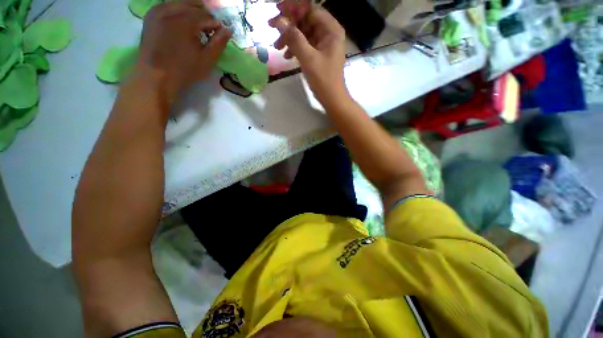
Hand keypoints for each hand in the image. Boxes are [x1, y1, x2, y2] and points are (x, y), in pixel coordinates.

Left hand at [134, 1, 231, 102]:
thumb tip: (228, 30)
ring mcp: (158, 11)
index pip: (207, 15)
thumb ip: (219, 43)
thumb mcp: (207, 60)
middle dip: (204, 15)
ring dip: (191, 11)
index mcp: (186, 21)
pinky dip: (177, 10)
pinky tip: (181, 22)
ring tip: (196, 26)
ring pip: (180, 2)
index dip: (216, 25)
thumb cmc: (185, 70)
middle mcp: (171, 10)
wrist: (156, 76)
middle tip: (208, 29)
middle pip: (193, 4)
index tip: (219, 35)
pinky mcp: (151, 16)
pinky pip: (168, 5)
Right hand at [269, 2, 348, 107]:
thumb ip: (294, 38)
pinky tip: (287, 55)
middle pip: (306, 19)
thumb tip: (279, 21)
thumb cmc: (323, 80)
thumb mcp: (308, 58)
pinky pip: (305, 44)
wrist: (332, 99)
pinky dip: (295, 47)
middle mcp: (329, 32)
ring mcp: (324, 43)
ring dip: (290, 37)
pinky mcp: (319, 53)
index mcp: (331, 29)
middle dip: (289, 24)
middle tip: (272, 28)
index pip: (310, 8)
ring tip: (277, 47)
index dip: (293, 8)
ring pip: (304, 32)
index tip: (277, 11)